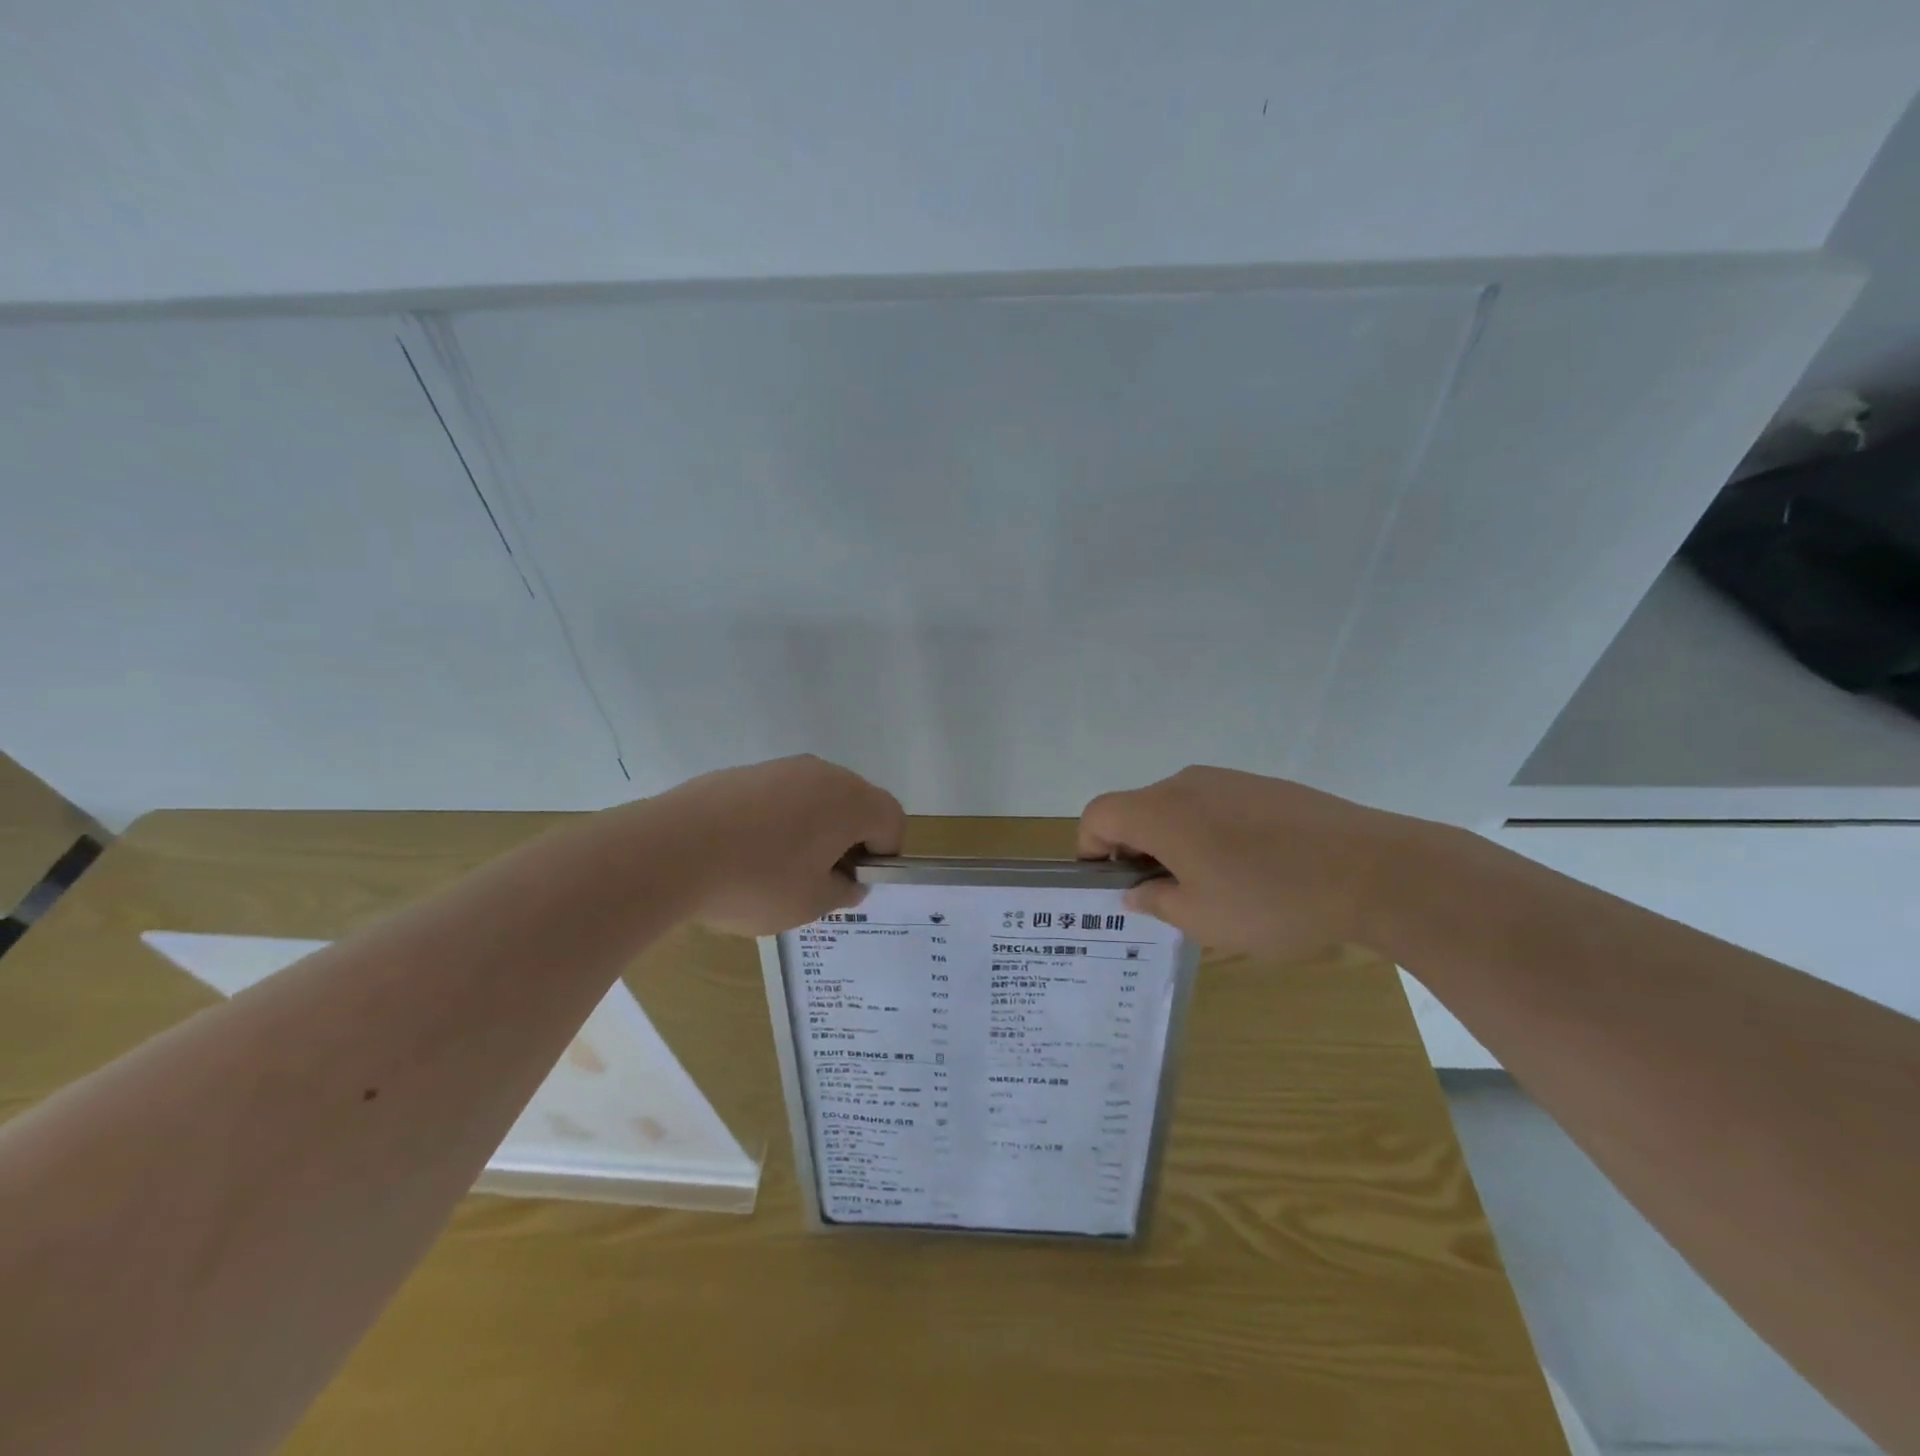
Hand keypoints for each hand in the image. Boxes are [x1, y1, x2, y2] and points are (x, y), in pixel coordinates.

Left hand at [654, 755, 905, 935]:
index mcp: (851, 801)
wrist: (670, 850)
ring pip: (814, 799)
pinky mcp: (743, 773)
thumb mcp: (811, 903)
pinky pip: (777, 797)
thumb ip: (842, 891)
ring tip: (776, 870)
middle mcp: (822, 774)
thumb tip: (848, 882)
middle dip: (848, 840)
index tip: (853, 882)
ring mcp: (780, 768)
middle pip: (854, 804)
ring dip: (811, 830)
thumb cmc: (756, 881)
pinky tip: (743, 853)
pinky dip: (776, 821)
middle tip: (820, 880)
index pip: (892, 819)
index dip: (884, 855)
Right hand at [1077, 766, 1430, 958]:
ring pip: (1177, 808)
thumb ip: (1156, 901)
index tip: (1112, 885)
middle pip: (1136, 809)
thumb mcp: (1203, 919)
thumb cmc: (1273, 900)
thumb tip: (1136, 890)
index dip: (1090, 848)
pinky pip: (1215, 806)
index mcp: (1160, 812)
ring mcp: (1229, 780)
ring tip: (1210, 888)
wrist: (1377, 870)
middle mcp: (1186, 783)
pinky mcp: (1265, 786)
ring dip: (1174, 843)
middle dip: (1134, 851)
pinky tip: (1250, 870)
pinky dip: (1210, 834)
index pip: (1097, 815)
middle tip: (1162, 897)